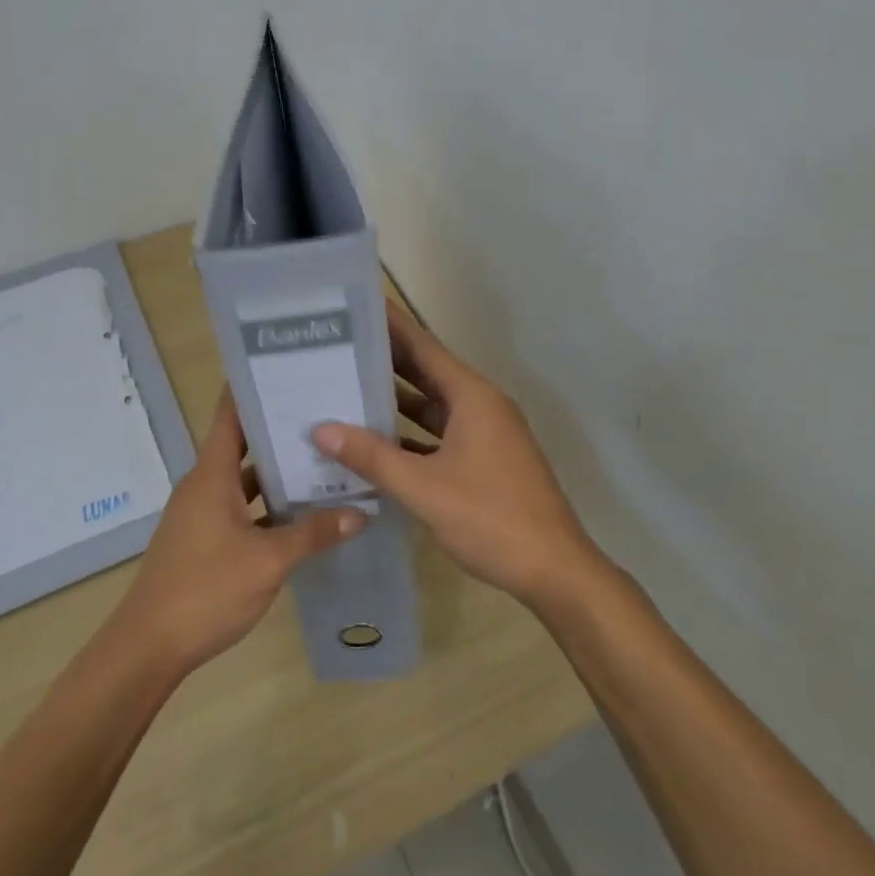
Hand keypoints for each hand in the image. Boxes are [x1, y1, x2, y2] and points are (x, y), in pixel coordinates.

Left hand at [110, 392, 365, 676]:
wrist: (149, 647)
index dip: (254, 388)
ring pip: (244, 478)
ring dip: (277, 470)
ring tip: (323, 456)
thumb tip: (360, 512)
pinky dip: (268, 503)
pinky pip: (241, 505)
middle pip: (243, 443)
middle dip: (280, 428)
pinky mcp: (204, 538)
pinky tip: (301, 511)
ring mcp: (202, 512)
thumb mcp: (268, 561)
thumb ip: (313, 533)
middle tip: (325, 411)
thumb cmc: (205, 590)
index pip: (230, 414)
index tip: (288, 367)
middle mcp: (204, 484)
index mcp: (211, 474)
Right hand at [311, 304, 603, 608]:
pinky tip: (375, 443)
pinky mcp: (485, 460)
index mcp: (472, 397)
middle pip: (426, 372)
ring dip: (394, 400)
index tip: (356, 305)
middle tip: (337, 347)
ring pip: (432, 407)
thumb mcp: (424, 487)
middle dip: (384, 361)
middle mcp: (480, 405)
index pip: (424, 346)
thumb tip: (320, 428)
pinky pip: (440, 435)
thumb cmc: (491, 518)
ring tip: (346, 389)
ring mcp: (485, 434)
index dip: (391, 325)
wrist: (554, 569)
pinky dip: (410, 435)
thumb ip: (372, 457)